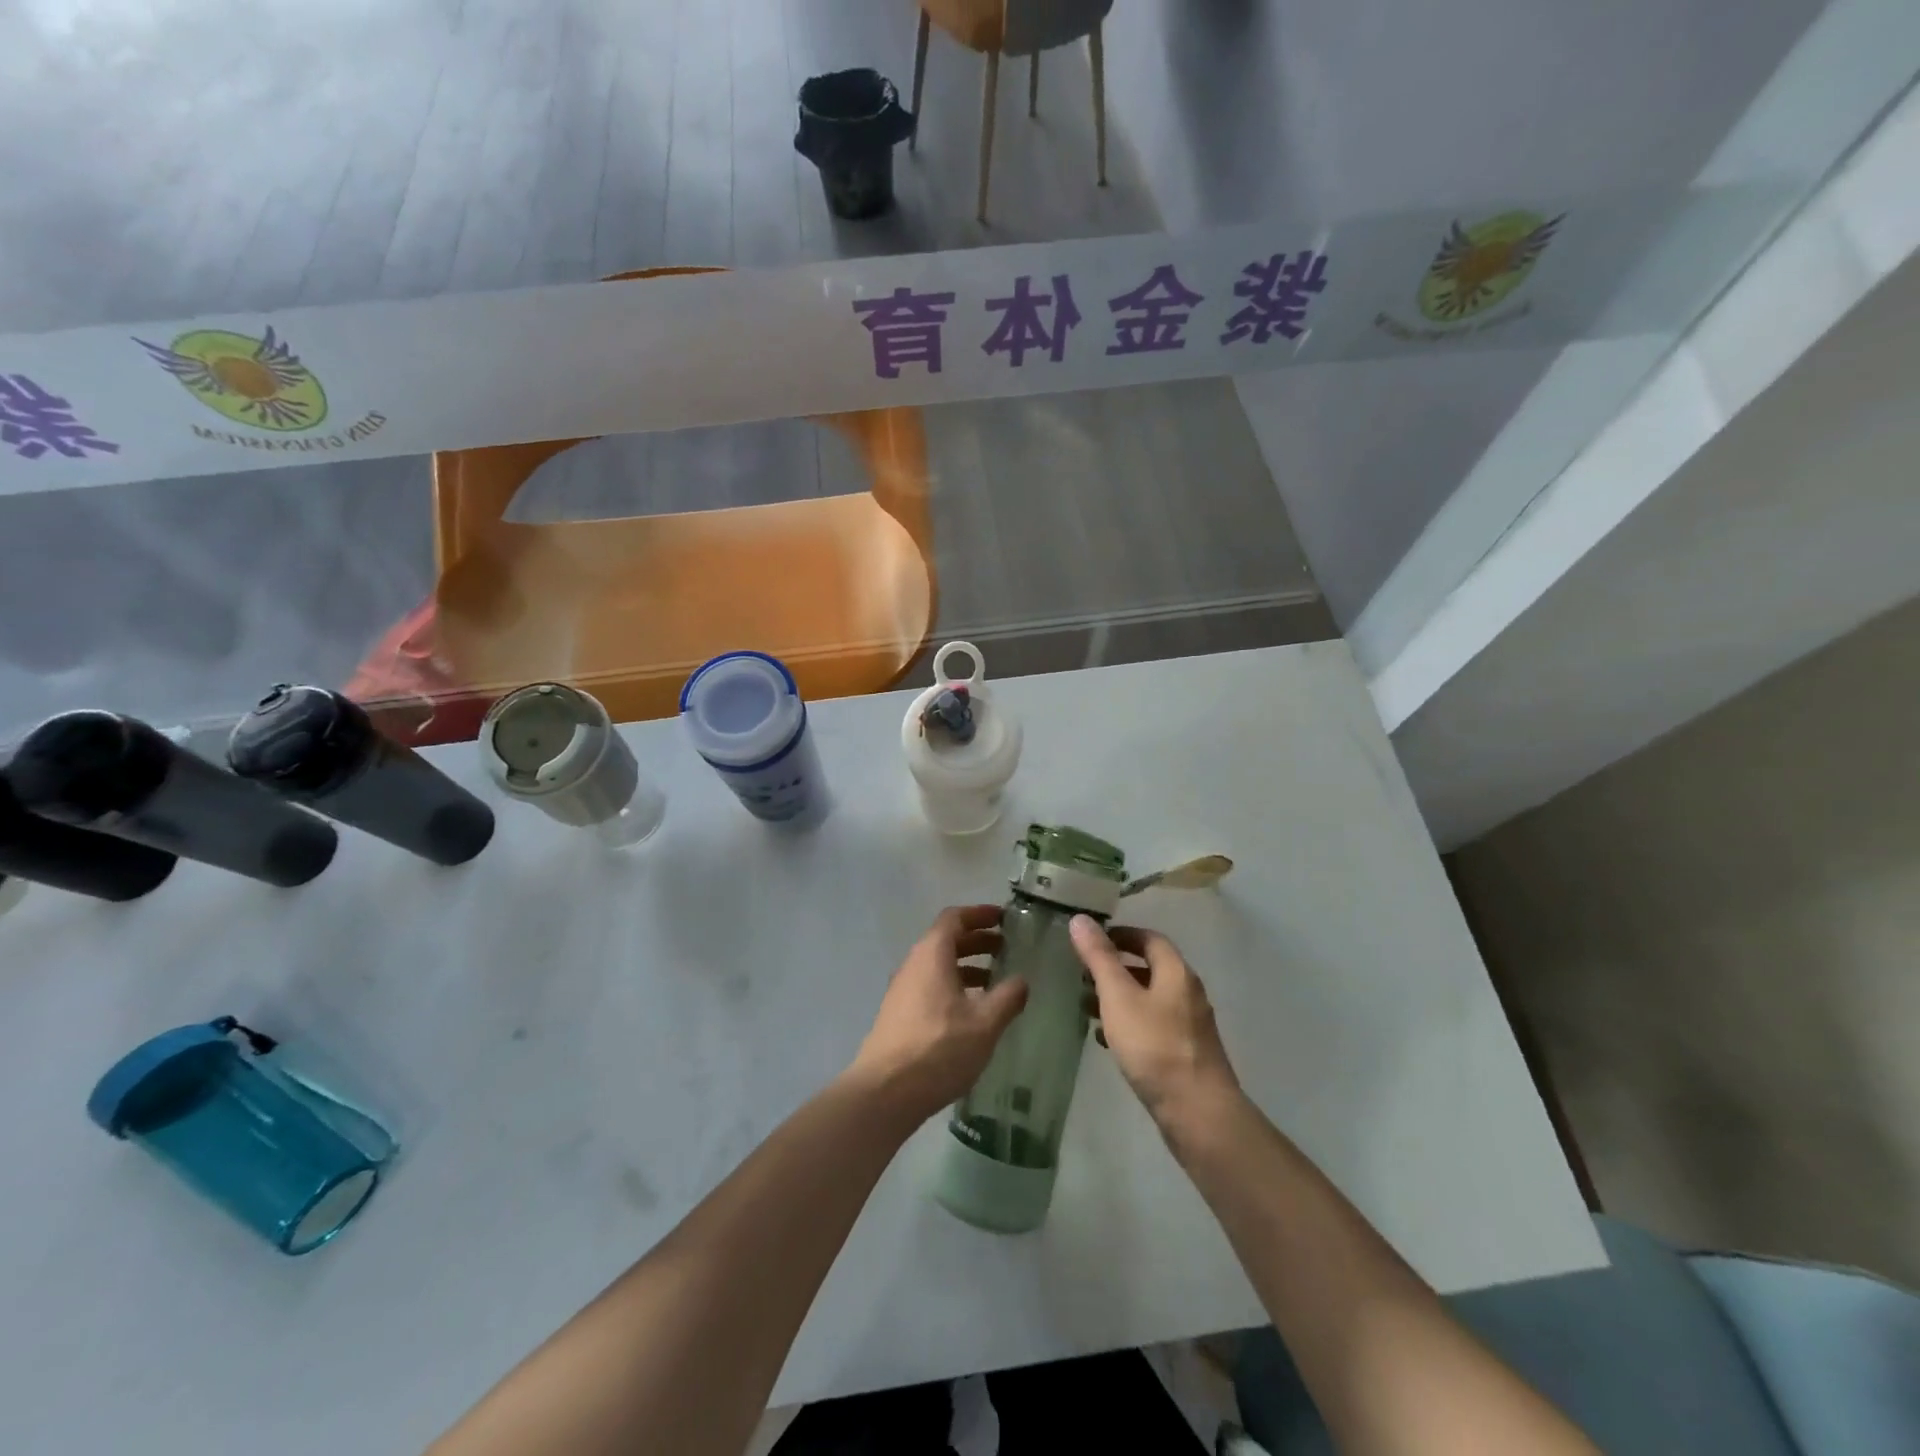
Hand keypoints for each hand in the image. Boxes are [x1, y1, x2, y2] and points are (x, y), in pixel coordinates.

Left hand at [849, 905, 1028, 1126]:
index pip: (955, 918)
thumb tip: (1022, 980)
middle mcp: (914, 964)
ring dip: (967, 966)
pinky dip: (954, 986)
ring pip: (938, 965)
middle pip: (946, 940)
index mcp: (932, 954)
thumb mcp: (984, 1023)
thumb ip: (1007, 997)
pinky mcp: (899, 1014)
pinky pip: (931, 986)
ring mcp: (903, 990)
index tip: (1004, 918)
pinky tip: (972, 1011)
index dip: (980, 914)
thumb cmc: (938, 1048)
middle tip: (1007, 948)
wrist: (885, 1092)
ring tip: (996, 981)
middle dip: (977, 940)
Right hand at [1071, 917, 1242, 1135]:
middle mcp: (1187, 994)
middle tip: (1083, 974)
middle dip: (1116, 968)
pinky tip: (1106, 1039)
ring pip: (1149, 1000)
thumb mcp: (1119, 997)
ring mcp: (1189, 1026)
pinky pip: (1152, 1027)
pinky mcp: (1185, 1054)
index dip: (1121, 935)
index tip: (1092, 940)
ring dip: (1120, 998)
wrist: (1198, 1114)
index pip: (1150, 939)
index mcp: (1176, 973)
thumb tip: (1080, 918)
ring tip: (1085, 1005)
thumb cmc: (1155, 1047)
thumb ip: (1099, 958)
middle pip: (1150, 969)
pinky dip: (1129, 1024)